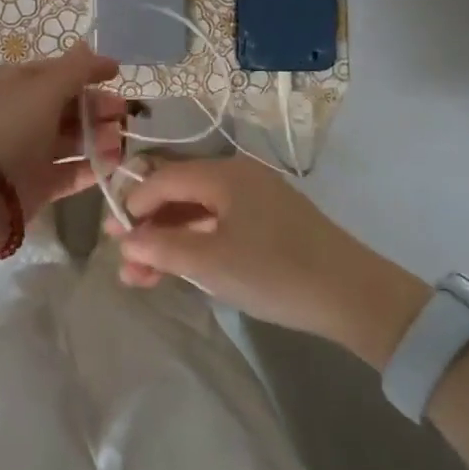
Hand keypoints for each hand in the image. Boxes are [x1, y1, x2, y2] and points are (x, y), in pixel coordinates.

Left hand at [0, 42, 126, 213]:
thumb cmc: (11, 128)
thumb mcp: (44, 88)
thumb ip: (75, 69)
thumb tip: (93, 48)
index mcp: (11, 83)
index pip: (55, 72)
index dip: (86, 72)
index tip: (117, 76)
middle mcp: (16, 114)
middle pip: (65, 106)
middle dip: (96, 108)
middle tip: (124, 114)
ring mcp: (25, 151)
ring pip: (68, 139)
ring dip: (98, 137)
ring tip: (121, 141)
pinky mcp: (33, 185)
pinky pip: (67, 172)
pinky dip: (90, 167)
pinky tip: (113, 164)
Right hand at [108, 157, 429, 367]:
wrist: (355, 296)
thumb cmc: (275, 272)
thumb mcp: (210, 263)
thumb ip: (161, 248)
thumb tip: (125, 241)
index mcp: (223, 173)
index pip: (162, 178)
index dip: (133, 206)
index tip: (114, 240)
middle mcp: (238, 176)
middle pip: (179, 193)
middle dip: (148, 228)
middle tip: (124, 262)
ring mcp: (257, 198)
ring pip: (199, 212)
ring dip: (170, 241)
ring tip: (145, 278)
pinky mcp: (272, 222)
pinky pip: (221, 224)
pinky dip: (197, 244)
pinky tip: (183, 269)